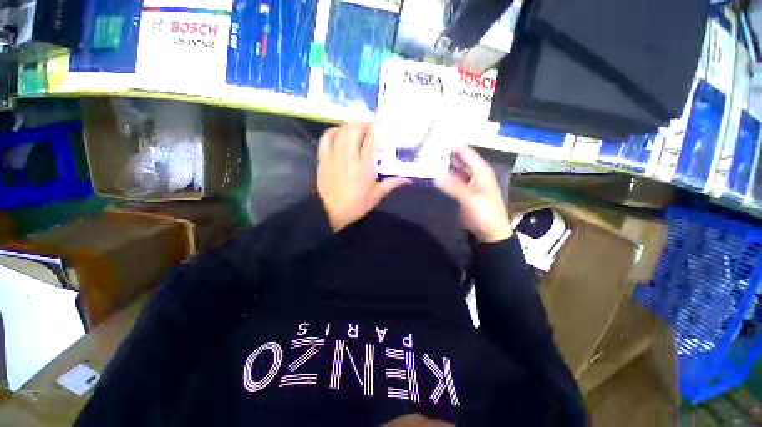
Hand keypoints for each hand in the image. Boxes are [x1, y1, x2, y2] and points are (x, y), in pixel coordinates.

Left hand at [317, 122, 409, 230]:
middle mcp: (350, 157)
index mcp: (365, 166)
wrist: (331, 212)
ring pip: (342, 130)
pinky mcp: (323, 158)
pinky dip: (333, 131)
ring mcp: (334, 156)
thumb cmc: (356, 205)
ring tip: (357, 129)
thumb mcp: (376, 195)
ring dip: (350, 125)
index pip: (372, 140)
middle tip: (370, 128)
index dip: (377, 128)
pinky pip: (326, 138)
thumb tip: (409, 180)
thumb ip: (392, 183)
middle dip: (363, 124)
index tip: (381, 124)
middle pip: (355, 129)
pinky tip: (340, 133)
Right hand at [436, 146, 512, 242]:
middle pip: (459, 159)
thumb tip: (436, 175)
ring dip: (443, 167)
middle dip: (445, 156)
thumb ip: (453, 186)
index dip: (451, 146)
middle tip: (426, 153)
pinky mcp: (464, 192)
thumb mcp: (470, 198)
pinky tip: (434, 177)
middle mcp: (475, 172)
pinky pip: (453, 181)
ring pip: (455, 170)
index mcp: (481, 170)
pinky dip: (445, 178)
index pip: (465, 151)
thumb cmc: (484, 213)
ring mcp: (469, 182)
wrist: (490, 232)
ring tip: (427, 163)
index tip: (433, 143)